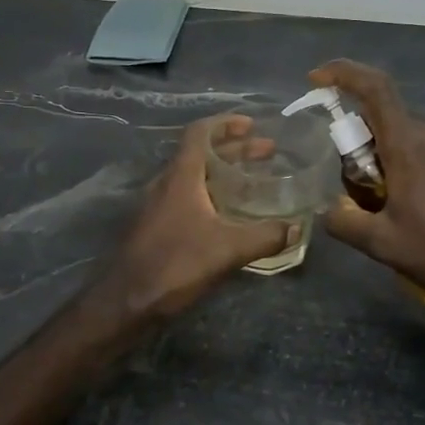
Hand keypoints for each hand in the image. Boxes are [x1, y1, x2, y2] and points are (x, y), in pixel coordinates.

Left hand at [100, 114, 292, 319]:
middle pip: (202, 154)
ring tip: (254, 181)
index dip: (226, 124)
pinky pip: (189, 198)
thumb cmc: (175, 264)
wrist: (127, 300)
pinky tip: (231, 215)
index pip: (200, 133)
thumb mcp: (228, 249)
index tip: (252, 125)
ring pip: (195, 177)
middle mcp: (167, 183)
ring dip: (224, 173)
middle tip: (267, 153)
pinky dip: (213, 195)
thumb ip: (265, 236)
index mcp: (181, 177)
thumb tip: (297, 228)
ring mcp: (159, 205)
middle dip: (235, 150)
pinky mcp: (157, 227)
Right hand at [311, 60, 424, 308]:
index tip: (317, 78)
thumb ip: (345, 222)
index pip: (374, 89)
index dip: (343, 73)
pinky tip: (409, 211)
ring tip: (382, 210)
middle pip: (380, 121)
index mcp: (408, 146)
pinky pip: (421, 153)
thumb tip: (328, 210)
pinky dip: (402, 169)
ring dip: (380, 161)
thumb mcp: (382, 244)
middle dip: (356, 145)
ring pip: (400, 139)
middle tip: (354, 191)